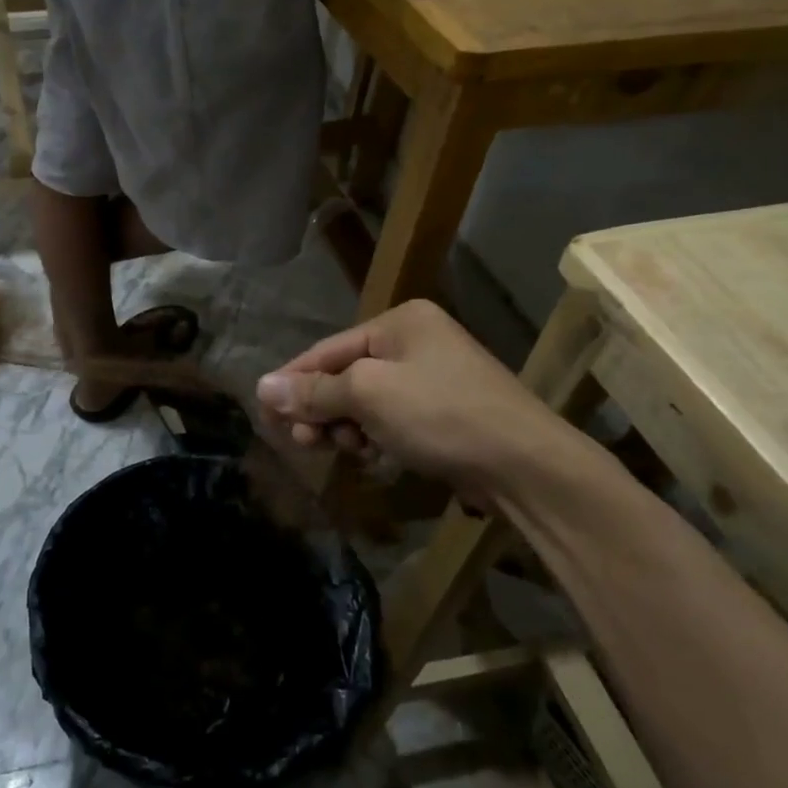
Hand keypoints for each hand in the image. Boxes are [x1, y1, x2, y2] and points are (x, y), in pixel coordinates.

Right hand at [255, 299, 580, 504]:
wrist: (526, 466)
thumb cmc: (441, 415)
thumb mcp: (369, 396)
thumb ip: (314, 391)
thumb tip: (261, 387)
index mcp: (400, 322)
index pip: (327, 350)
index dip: (292, 381)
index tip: (265, 413)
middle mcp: (415, 342)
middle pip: (344, 375)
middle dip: (321, 409)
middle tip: (303, 441)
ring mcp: (432, 377)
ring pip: (366, 401)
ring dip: (346, 427)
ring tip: (345, 450)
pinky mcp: (443, 412)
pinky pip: (390, 418)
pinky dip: (374, 436)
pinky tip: (372, 456)